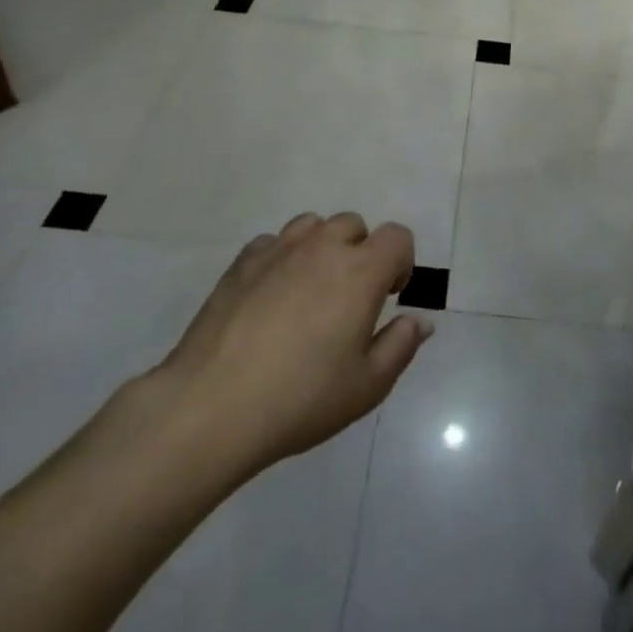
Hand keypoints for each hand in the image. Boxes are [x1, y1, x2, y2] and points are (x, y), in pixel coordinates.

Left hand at [133, 212, 432, 481]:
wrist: (213, 406)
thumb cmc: (301, 398)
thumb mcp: (367, 386)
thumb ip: (400, 346)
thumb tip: (420, 320)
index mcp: (361, 271)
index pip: (397, 236)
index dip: (401, 261)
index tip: (389, 296)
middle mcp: (322, 248)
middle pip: (353, 225)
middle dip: (361, 252)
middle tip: (349, 298)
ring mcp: (278, 250)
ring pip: (312, 226)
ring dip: (321, 247)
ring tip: (310, 290)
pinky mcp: (242, 263)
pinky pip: (273, 243)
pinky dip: (282, 259)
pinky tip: (271, 297)